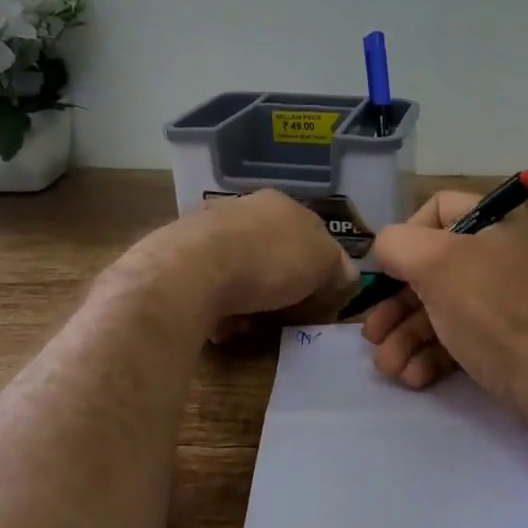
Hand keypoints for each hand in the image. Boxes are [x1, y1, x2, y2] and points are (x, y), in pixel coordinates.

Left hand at [134, 190, 359, 335]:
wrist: (194, 270)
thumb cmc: (269, 261)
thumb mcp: (322, 263)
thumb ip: (338, 266)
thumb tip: (347, 272)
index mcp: (282, 203)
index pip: (312, 230)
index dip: (321, 263)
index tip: (322, 293)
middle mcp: (244, 208)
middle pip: (273, 248)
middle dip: (281, 281)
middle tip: (287, 310)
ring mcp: (207, 229)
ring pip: (240, 267)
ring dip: (249, 296)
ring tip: (251, 323)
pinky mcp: (179, 257)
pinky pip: (210, 286)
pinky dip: (219, 306)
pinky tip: (221, 324)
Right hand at [361, 191, 527, 406]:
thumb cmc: (494, 309)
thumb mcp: (436, 263)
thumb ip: (397, 244)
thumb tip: (386, 251)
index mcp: (495, 223)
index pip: (439, 208)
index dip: (406, 235)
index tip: (389, 270)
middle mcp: (502, 255)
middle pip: (432, 269)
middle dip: (395, 306)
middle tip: (372, 336)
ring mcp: (507, 300)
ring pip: (441, 309)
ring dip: (406, 338)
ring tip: (388, 368)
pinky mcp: (507, 340)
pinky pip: (461, 338)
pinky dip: (432, 355)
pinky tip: (414, 378)